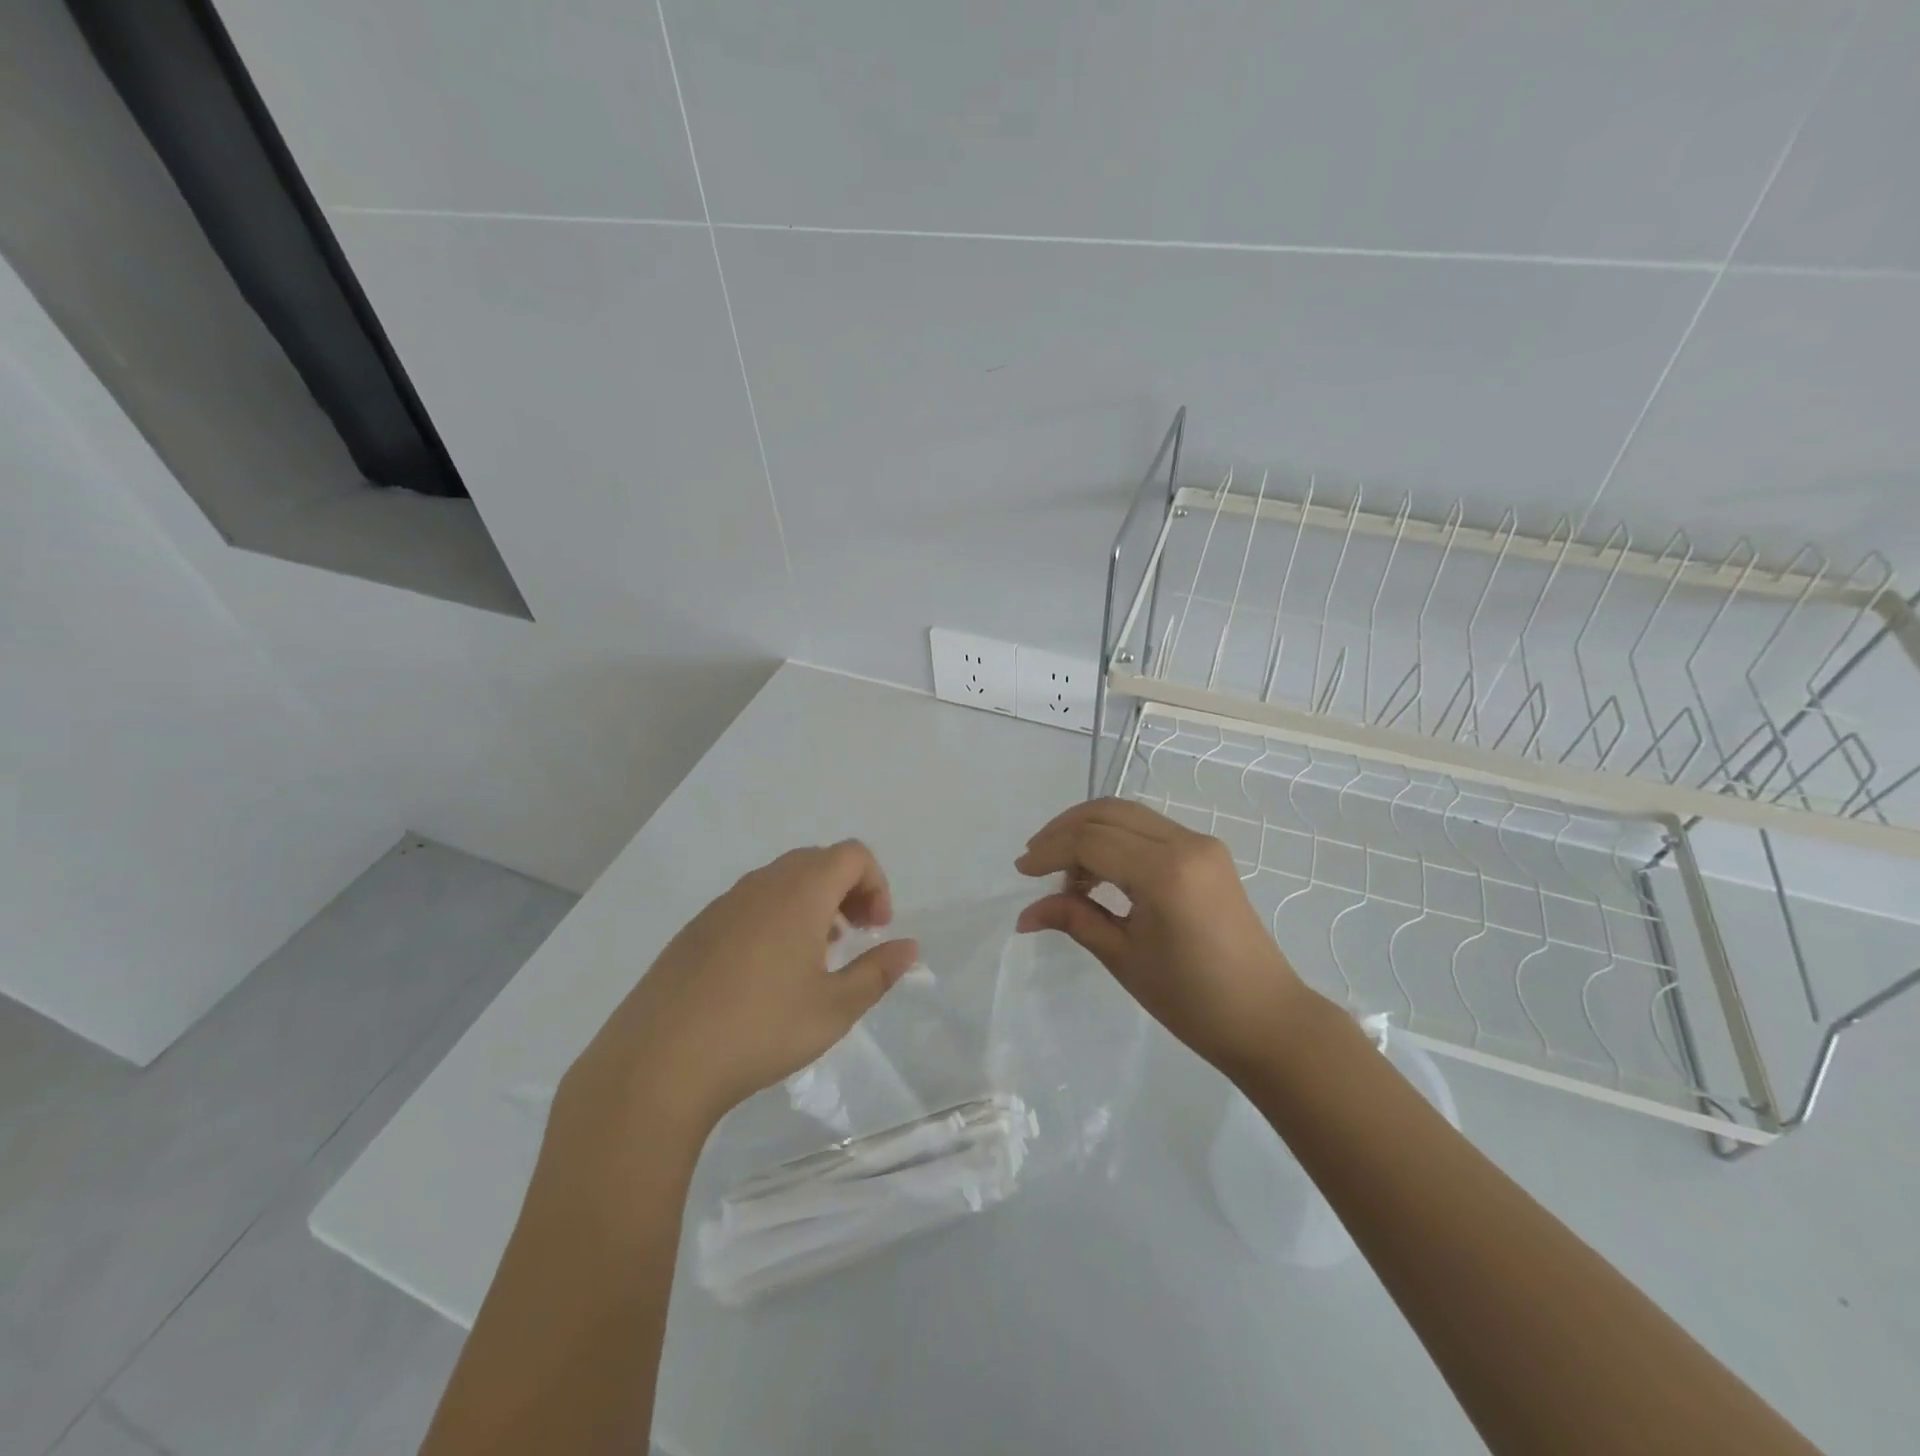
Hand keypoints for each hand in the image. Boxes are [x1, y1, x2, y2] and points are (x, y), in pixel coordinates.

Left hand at [555, 841, 919, 1147]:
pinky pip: (751, 902)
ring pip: (782, 881)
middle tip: (855, 938)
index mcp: (801, 892)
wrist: (658, 1062)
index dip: (876, 884)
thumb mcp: (835, 1008)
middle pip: (818, 861)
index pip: (852, 855)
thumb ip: (878, 972)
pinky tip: (767, 973)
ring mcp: (724, 903)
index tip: (878, 930)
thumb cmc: (760, 1030)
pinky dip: (776, 917)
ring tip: (816, 956)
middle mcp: (762, 884)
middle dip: (848, 891)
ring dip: (812, 904)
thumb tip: (909, 948)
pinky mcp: (697, 928)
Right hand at [1015, 798, 1315, 1081]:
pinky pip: (1149, 830)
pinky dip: (1116, 840)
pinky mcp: (1208, 853)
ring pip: (1129, 815)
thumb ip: (1074, 920)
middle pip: (1108, 812)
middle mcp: (1186, 843)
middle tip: (1035, 860)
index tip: (1021, 872)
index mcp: (1165, 872)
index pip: (1091, 841)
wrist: (1267, 1019)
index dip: (1050, 851)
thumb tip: (1025, 915)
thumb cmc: (1193, 1000)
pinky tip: (1098, 872)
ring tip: (1063, 872)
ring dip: (1089, 832)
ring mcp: (1201, 844)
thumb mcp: (1124, 958)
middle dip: (1064, 830)